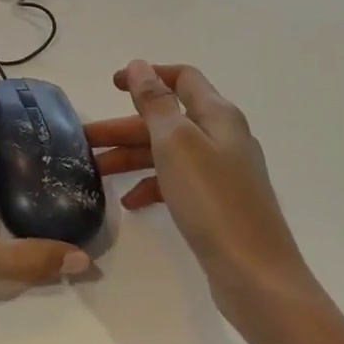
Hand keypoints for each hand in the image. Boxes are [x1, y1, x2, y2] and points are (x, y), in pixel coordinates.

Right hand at [86, 60, 309, 296]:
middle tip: (86, 139)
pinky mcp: (218, 205)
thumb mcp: (176, 143)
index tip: (111, 85)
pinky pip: (177, 182)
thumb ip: (155, 102)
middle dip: (126, 125)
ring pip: (168, 152)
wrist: (257, 278)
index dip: (147, 75)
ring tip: (97, 171)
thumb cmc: (213, 201)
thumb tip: (139, 65)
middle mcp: (223, 138)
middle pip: (168, 118)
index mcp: (218, 116)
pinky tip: (130, 202)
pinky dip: (152, 185)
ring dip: (132, 156)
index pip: (182, 78)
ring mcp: (222, 173)